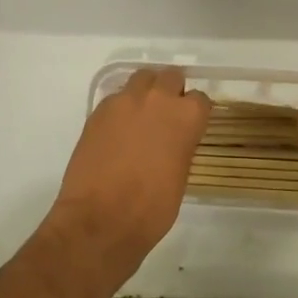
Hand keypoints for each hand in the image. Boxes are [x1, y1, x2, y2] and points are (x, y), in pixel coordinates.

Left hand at [47, 67, 210, 286]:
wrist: (100, 220)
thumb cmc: (151, 208)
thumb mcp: (180, 176)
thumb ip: (180, 146)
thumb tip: (173, 140)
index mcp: (186, 116)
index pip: (200, 99)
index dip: (195, 113)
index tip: (191, 126)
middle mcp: (157, 99)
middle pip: (170, 77)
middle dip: (171, 92)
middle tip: (166, 116)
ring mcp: (124, 102)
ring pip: (141, 79)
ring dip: (145, 93)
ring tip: (140, 117)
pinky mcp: (98, 111)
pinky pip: (116, 98)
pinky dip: (121, 109)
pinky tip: (117, 132)